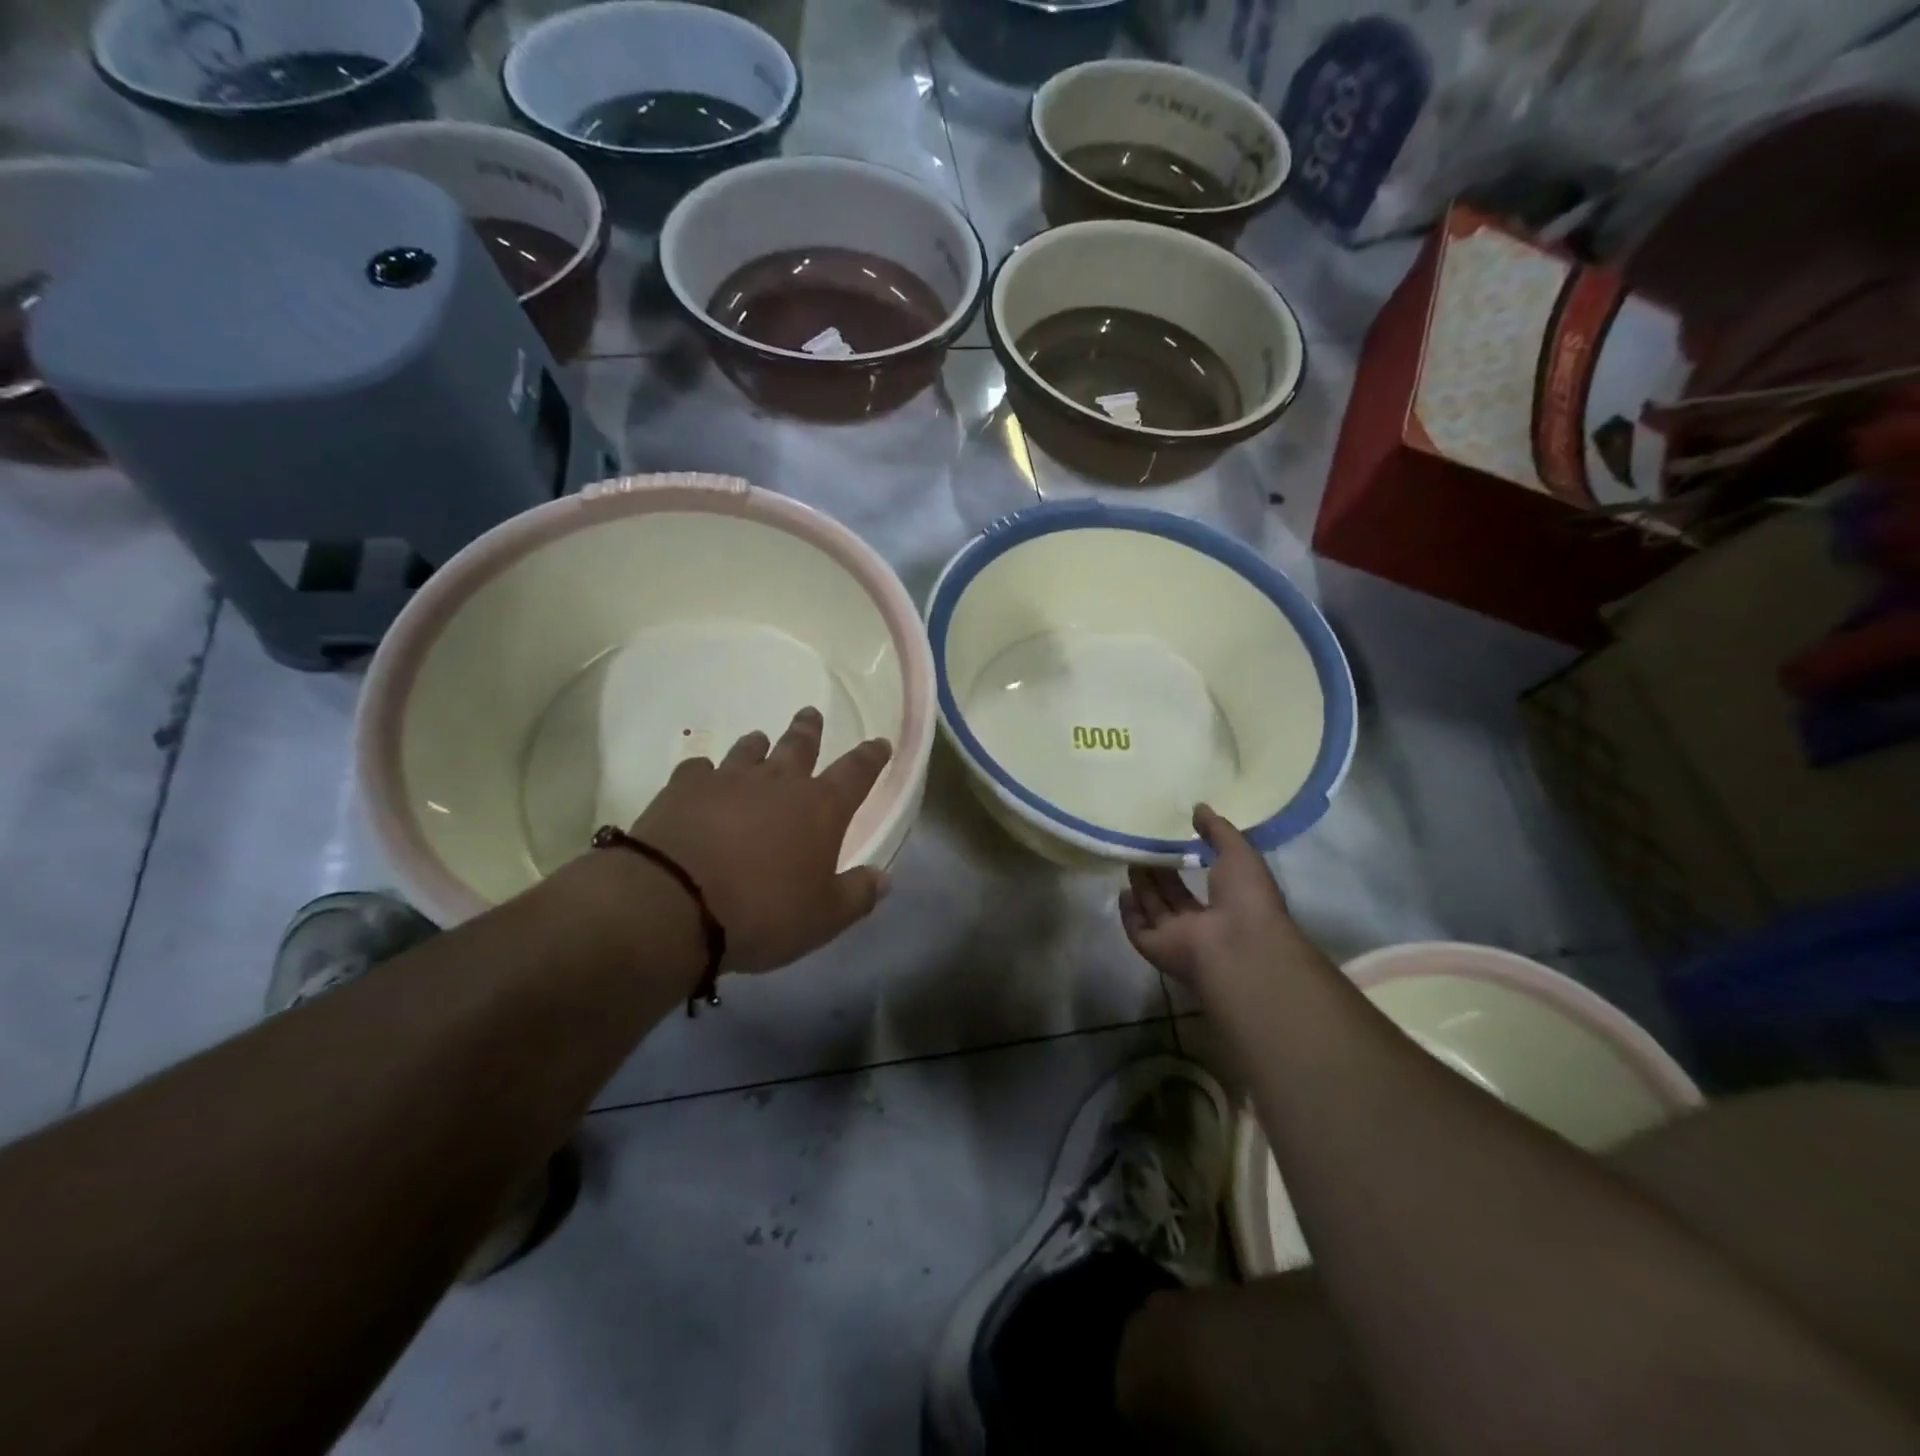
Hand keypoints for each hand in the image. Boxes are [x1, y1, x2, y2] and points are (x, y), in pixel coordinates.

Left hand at [629, 708, 892, 974]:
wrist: (674, 903)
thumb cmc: (762, 911)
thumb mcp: (823, 918)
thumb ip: (857, 895)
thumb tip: (883, 878)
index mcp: (821, 808)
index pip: (856, 773)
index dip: (871, 757)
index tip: (879, 743)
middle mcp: (778, 783)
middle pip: (799, 745)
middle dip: (809, 730)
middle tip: (811, 713)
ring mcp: (728, 780)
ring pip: (749, 750)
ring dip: (757, 745)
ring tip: (759, 739)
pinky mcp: (684, 788)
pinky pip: (697, 769)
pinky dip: (704, 771)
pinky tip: (701, 776)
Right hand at [1119, 805, 1306, 986]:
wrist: (1237, 947)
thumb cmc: (1246, 898)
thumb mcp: (1239, 852)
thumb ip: (1218, 830)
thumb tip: (1199, 807)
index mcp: (1231, 903)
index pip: (1208, 882)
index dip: (1191, 862)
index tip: (1175, 840)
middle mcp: (1204, 923)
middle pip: (1175, 896)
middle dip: (1161, 874)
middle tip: (1145, 848)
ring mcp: (1179, 938)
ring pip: (1156, 910)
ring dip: (1143, 887)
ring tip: (1131, 860)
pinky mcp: (1156, 949)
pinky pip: (1138, 930)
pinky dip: (1129, 914)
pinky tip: (1122, 891)